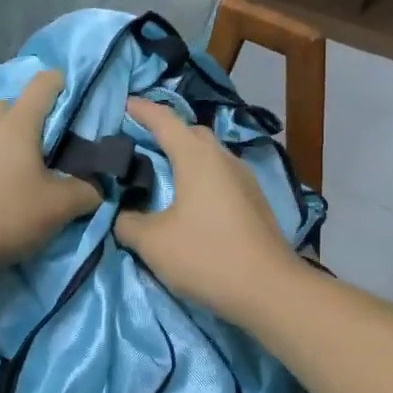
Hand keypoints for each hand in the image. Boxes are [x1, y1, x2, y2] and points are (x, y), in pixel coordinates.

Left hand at [0, 71, 100, 286]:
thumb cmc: (7, 215)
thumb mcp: (60, 207)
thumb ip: (87, 190)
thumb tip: (96, 186)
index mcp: (18, 121)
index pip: (44, 83)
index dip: (65, 86)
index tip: (78, 110)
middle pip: (15, 104)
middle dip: (35, 120)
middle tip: (52, 151)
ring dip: (11, 141)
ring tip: (26, 173)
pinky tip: (1, 189)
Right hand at [116, 98, 302, 324]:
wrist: (269, 289)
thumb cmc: (206, 255)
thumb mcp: (152, 242)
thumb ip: (128, 222)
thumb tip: (123, 215)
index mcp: (196, 156)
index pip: (164, 120)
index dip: (141, 109)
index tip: (123, 104)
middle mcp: (222, 157)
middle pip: (191, 132)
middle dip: (165, 130)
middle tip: (140, 141)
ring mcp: (244, 178)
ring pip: (209, 154)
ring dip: (185, 155)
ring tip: (162, 170)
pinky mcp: (254, 200)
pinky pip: (220, 174)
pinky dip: (200, 176)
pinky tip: (190, 198)